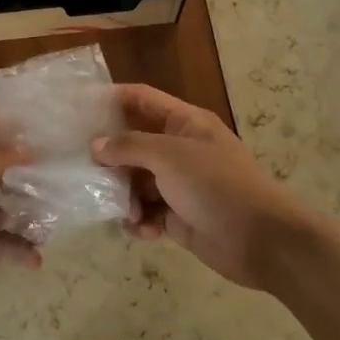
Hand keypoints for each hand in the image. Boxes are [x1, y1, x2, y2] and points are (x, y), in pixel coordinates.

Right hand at [92, 84, 329, 288]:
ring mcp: (180, 185)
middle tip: (79, 167)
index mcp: (185, 123)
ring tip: (118, 208)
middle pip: (134, 143)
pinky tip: (138, 230)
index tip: (77, 108)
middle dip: (110, 156)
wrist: (263, 240)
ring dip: (124, 194)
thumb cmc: (217, 185)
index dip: (111, 99)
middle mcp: (180, 149)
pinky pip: (148, 213)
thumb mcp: (170, 156)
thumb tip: (96, 146)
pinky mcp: (179, 218)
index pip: (142, 99)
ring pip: (137, 181)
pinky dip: (139, 221)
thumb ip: (130, 146)